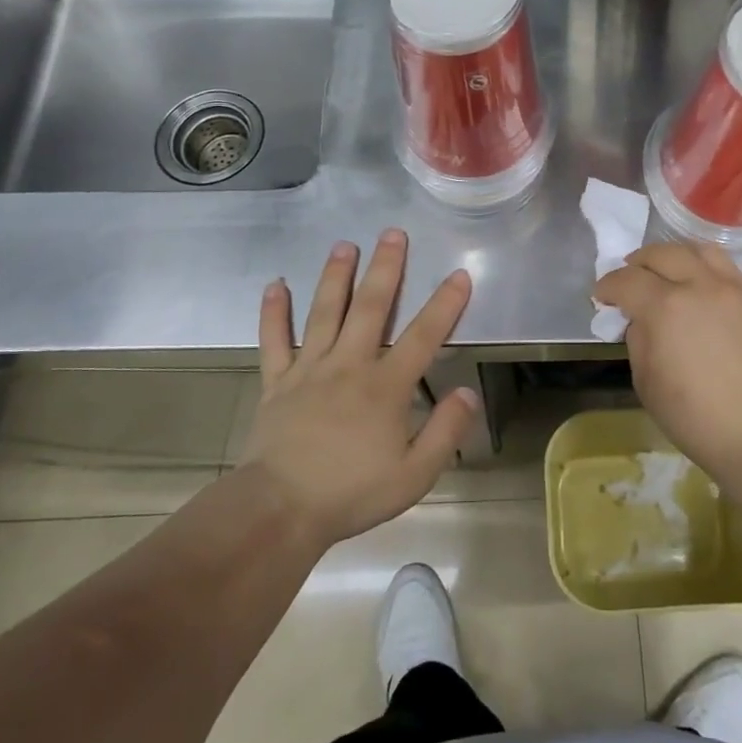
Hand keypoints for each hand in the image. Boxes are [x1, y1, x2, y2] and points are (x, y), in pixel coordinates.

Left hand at [244, 231, 480, 547]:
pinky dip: (273, 312)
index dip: (445, 303)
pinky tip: (275, 285)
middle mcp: (350, 364)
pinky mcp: (277, 381)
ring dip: (336, 275)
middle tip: (392, 233)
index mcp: (386, 385)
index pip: (424, 335)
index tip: (459, 274)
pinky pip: (274, 339)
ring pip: (325, 311)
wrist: (280, 509)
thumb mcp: (415, 475)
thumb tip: (468, 393)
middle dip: (386, 267)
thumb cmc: (352, 493)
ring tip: (345, 244)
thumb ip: (445, 431)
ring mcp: (309, 368)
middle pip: (371, 306)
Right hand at [594, 242, 741, 477]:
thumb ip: (639, 340)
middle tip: (630, 280)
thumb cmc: (698, 418)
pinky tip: (700, 289)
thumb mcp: (647, 383)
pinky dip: (703, 268)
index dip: (607, 286)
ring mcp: (733, 288)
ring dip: (673, 256)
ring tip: (667, 273)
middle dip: (637, 263)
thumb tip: (643, 321)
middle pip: (661, 254)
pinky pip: (725, 268)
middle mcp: (699, 285)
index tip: (601, 297)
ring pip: (697, 250)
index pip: (626, 280)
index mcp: (665, 307)